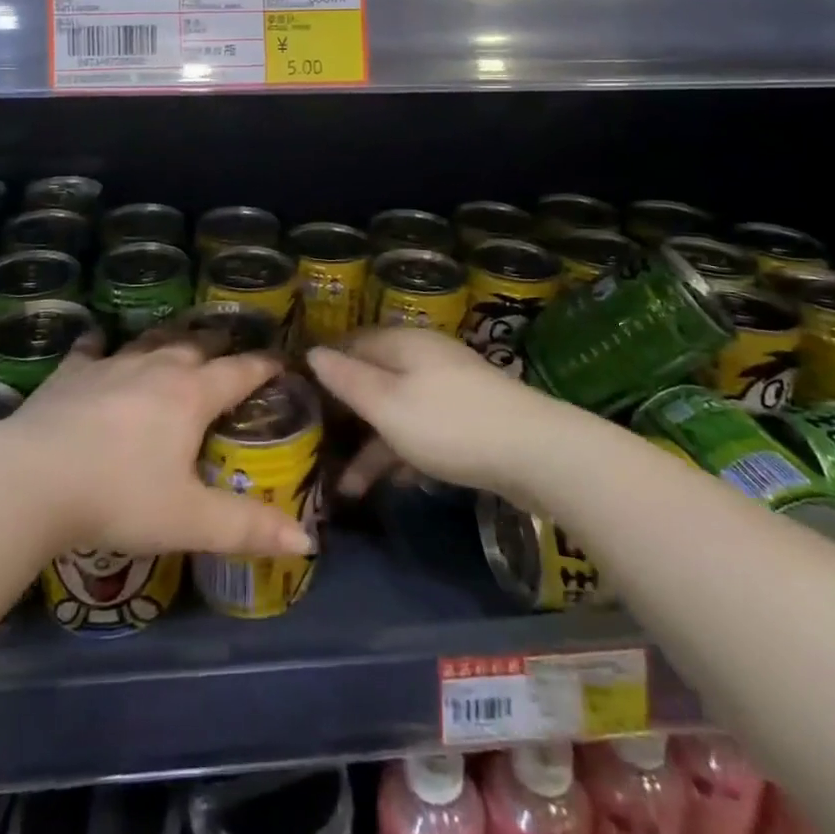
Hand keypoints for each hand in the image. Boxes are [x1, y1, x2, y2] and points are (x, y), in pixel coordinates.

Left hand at [5, 328, 313, 559]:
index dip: (264, 366)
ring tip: (180, 337)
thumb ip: (247, 528)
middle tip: (231, 347)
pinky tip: (98, 342)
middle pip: (197, 345)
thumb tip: (306, 541)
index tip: (282, 361)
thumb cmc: (119, 496)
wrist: (31, 478)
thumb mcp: (189, 520)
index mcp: (192, 395)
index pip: (240, 371)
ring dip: (170, 338)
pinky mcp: (72, 373)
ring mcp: (112, 365)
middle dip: (219, 344)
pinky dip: (101, 345)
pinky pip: (91, 349)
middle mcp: (157, 368)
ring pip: (151, 340)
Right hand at [309, 328, 546, 500]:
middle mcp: (423, 358)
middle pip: (374, 380)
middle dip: (346, 415)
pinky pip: (423, 431)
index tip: (297, 399)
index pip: (351, 345)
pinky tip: (396, 484)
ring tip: (348, 488)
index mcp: (401, 344)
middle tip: (316, 447)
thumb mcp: (387, 404)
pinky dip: (405, 453)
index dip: (324, 369)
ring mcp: (448, 389)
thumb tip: (312, 352)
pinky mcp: (467, 419)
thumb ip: (348, 380)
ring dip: (373, 447)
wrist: (536, 453)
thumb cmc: (449, 424)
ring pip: (397, 411)